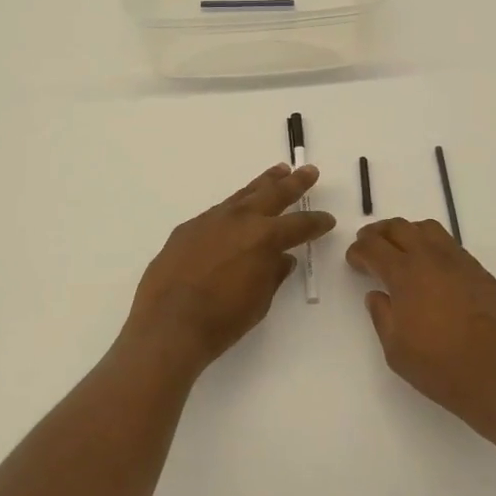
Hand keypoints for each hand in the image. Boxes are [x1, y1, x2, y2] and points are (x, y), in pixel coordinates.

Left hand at [124, 164, 335, 373]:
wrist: (168, 325)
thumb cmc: (222, 320)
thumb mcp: (259, 300)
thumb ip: (273, 274)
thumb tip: (282, 258)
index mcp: (264, 238)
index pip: (299, 225)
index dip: (317, 222)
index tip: (327, 219)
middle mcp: (239, 220)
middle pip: (274, 194)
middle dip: (295, 183)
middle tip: (309, 171)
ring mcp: (210, 220)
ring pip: (243, 195)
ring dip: (263, 184)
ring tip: (278, 171)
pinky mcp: (187, 228)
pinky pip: (217, 212)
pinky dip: (233, 208)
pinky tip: (235, 212)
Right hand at [345, 218, 495, 437]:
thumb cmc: (440, 367)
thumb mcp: (395, 349)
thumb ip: (382, 315)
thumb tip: (377, 295)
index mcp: (405, 274)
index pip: (374, 248)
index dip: (359, 250)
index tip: (353, 259)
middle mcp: (431, 258)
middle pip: (400, 228)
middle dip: (379, 232)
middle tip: (369, 243)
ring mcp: (460, 262)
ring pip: (428, 229)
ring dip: (408, 232)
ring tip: (400, 247)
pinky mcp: (480, 272)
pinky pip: (451, 245)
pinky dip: (433, 245)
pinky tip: (431, 266)